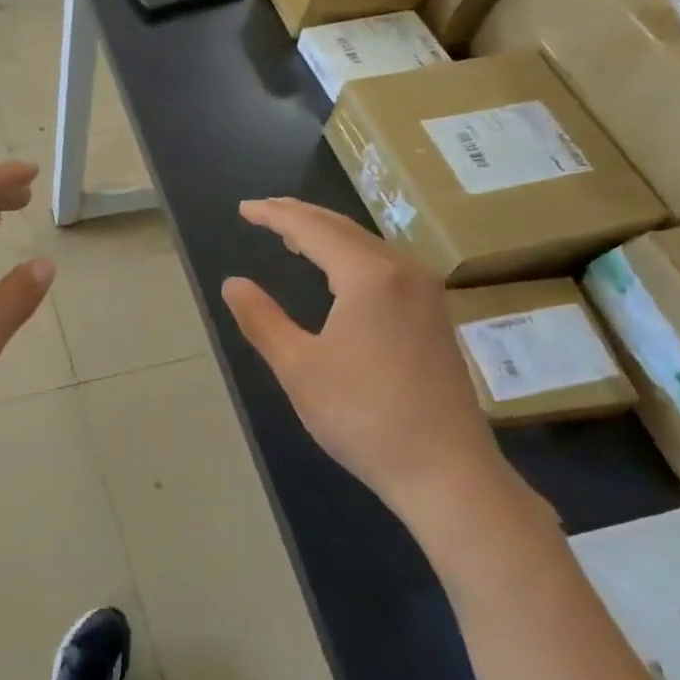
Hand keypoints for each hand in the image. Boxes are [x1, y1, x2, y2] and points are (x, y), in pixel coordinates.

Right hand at [221, 198, 506, 516]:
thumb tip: (233, 283)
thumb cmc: (363, 417)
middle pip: (342, 227)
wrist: (446, 470)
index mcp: (368, 275)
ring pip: (367, 245)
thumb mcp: (298, 368)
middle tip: (261, 212)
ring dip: (326, 235)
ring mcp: (425, 292)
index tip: (243, 209)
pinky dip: (350, 255)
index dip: (274, 215)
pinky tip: (337, 272)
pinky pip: (384, 265)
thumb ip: (261, 320)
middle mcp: (403, 270)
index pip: (312, 228)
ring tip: (290, 236)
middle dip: (299, 216)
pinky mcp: (434, 315)